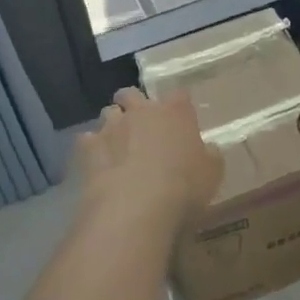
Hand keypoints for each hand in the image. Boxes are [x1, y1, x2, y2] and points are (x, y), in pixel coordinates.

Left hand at [74, 87, 222, 231]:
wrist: (136, 206)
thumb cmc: (183, 187)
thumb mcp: (212, 174)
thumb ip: (210, 156)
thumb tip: (208, 149)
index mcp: (176, 112)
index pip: (180, 96)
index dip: (179, 106)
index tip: (181, 120)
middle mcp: (142, 111)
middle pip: (132, 94)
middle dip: (133, 104)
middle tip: (141, 125)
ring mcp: (112, 126)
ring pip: (108, 112)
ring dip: (113, 124)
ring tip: (118, 145)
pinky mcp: (89, 147)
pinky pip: (87, 139)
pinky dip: (92, 148)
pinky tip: (98, 163)